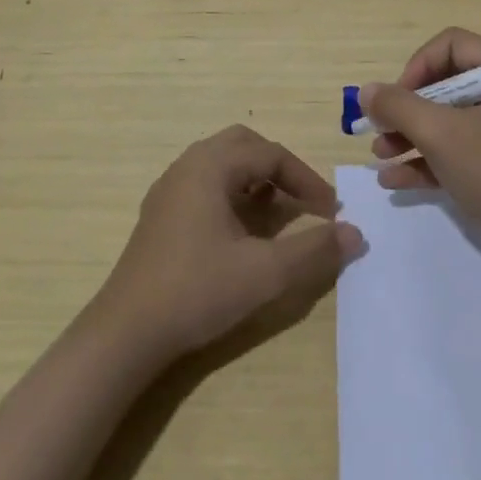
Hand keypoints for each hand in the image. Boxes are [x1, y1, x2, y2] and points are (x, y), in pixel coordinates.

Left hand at [92, 125, 364, 363]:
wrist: (126, 333)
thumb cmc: (197, 291)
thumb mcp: (265, 273)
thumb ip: (314, 250)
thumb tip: (354, 233)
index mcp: (210, 166)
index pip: (270, 154)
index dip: (306, 179)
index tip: (330, 211)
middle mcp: (188, 166)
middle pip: (244, 146)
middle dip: (279, 169)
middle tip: (303, 199)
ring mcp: (169, 189)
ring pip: (222, 164)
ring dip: (255, 180)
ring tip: (276, 214)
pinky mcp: (160, 214)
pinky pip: (204, 184)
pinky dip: (232, 194)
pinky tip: (240, 231)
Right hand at [360, 27, 480, 245]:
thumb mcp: (440, 134)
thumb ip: (398, 107)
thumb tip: (366, 91)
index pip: (451, 45)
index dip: (417, 66)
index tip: (397, 99)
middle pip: (444, 84)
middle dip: (406, 108)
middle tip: (379, 129)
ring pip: (445, 120)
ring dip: (408, 135)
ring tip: (379, 156)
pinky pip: (454, 150)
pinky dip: (425, 160)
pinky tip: (393, 180)